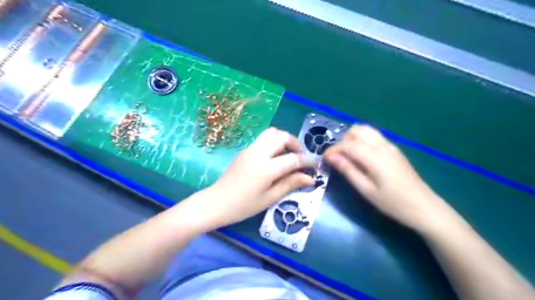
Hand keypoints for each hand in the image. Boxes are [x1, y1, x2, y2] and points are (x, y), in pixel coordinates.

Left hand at [203, 127, 314, 227]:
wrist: (216, 203)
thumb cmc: (243, 206)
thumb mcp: (269, 198)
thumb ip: (290, 184)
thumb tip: (310, 178)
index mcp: (265, 169)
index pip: (292, 159)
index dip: (307, 161)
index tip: (315, 165)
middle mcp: (257, 153)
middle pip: (282, 136)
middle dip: (296, 144)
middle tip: (301, 158)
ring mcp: (250, 149)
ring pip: (272, 132)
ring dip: (284, 140)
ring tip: (289, 154)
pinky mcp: (245, 150)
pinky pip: (263, 138)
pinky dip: (274, 142)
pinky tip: (276, 157)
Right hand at [324, 124, 452, 232]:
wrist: (424, 207)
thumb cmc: (392, 203)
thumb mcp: (366, 190)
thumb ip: (348, 170)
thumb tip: (330, 156)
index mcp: (374, 156)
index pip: (347, 144)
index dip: (333, 149)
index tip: (325, 159)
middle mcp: (382, 145)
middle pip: (357, 130)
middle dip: (343, 140)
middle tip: (338, 157)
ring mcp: (390, 146)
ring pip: (367, 130)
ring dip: (353, 138)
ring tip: (348, 156)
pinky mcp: (394, 150)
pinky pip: (374, 137)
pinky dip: (363, 140)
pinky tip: (362, 157)